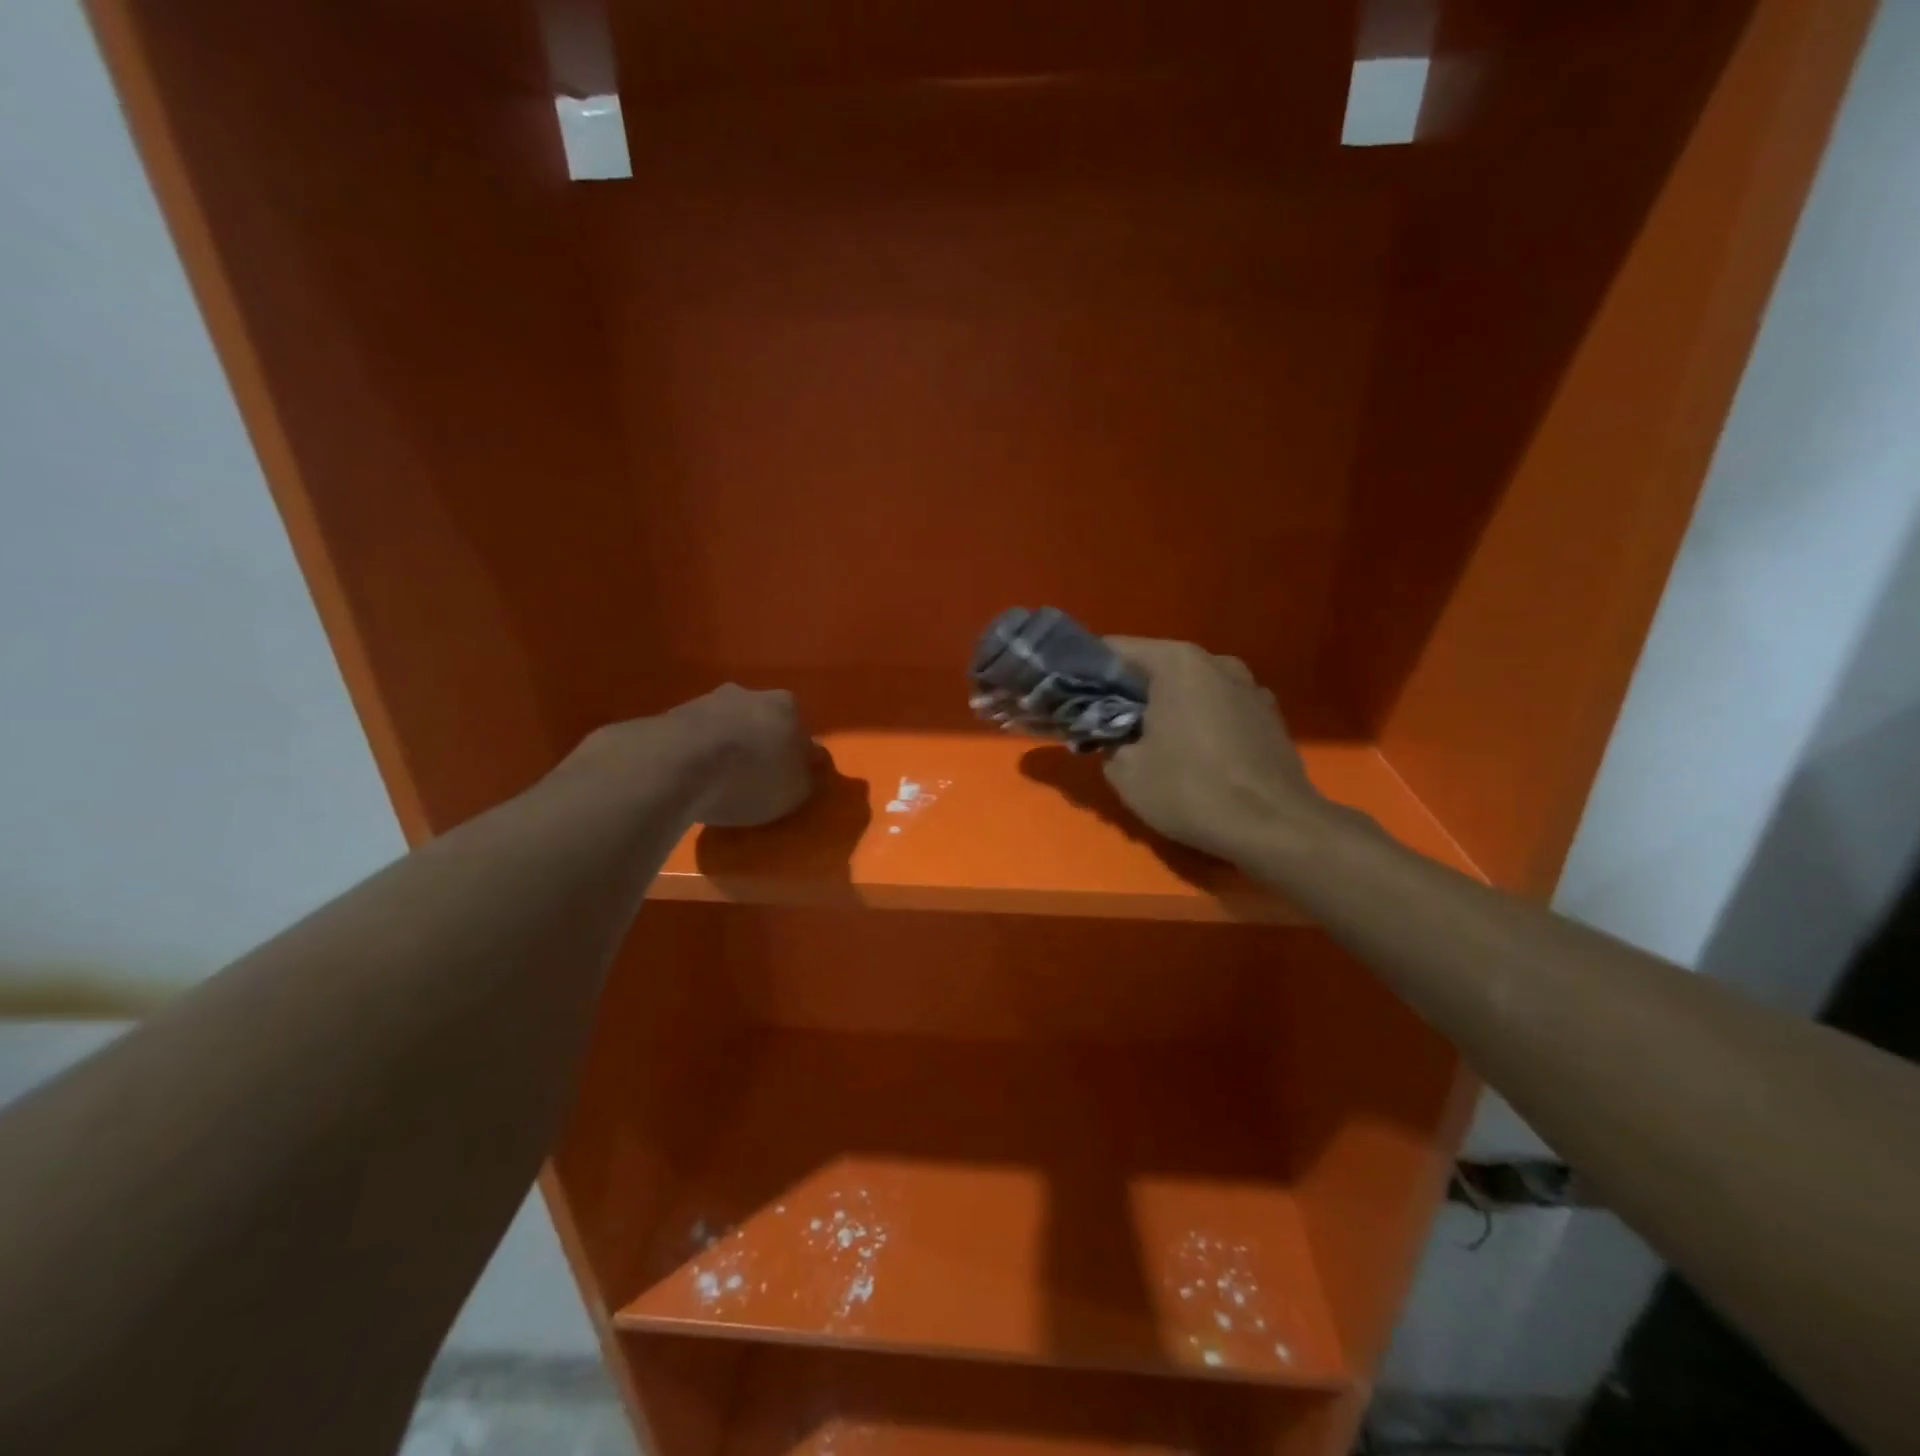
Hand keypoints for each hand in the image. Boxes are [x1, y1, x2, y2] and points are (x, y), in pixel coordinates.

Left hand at [667, 684, 815, 827]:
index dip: (794, 754)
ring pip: (724, 724)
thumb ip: (807, 776)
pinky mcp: (670, 715)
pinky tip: (691, 777)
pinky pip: (693, 736)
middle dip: (758, 743)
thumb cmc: (750, 776)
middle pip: (760, 720)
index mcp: (786, 706)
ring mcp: (706, 700)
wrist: (678, 765)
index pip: (799, 729)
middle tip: (752, 777)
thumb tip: (809, 764)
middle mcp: (748, 693)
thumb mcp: (795, 790)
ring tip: (717, 780)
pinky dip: (695, 753)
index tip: (785, 777)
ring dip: (724, 746)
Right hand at [1101, 638, 1330, 861]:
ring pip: (1189, 688)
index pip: (1115, 650)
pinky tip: (1191, 755)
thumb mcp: (1126, 771)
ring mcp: (1249, 687)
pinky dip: (1197, 721)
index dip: (1086, 672)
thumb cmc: (1191, 790)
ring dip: (1164, 707)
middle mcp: (1216, 662)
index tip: (1069, 696)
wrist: (1276, 827)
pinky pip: (1217, 708)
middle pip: (1155, 667)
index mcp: (1177, 663)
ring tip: (1147, 742)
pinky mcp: (1268, 715)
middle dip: (1126, 692)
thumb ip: (1105, 740)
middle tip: (1102, 723)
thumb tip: (1110, 734)